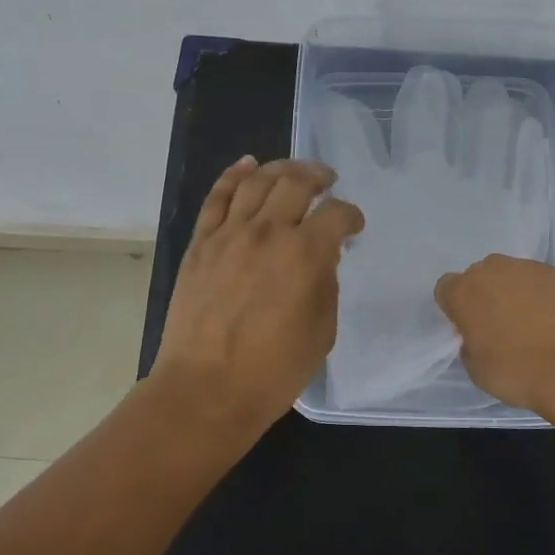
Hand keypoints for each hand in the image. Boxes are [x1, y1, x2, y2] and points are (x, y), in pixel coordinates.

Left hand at [152, 156, 364, 445]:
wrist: (206, 390)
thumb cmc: (273, 370)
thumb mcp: (322, 331)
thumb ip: (326, 284)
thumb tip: (321, 258)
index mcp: (305, 254)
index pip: (336, 214)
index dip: (351, 215)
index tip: (354, 226)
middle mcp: (268, 232)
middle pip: (296, 183)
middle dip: (318, 176)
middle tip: (327, 180)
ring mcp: (229, 234)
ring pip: (256, 181)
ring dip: (280, 168)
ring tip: (294, 171)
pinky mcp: (200, 244)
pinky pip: (217, 197)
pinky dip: (234, 175)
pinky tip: (248, 164)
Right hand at [434, 255, 554, 425]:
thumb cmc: (519, 373)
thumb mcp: (477, 370)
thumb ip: (470, 344)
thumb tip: (478, 335)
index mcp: (464, 292)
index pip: (446, 288)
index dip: (455, 308)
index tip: (468, 329)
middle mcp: (493, 270)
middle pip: (480, 276)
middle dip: (486, 296)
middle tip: (500, 326)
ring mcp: (530, 268)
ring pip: (513, 276)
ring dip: (516, 294)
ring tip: (533, 325)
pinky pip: (543, 282)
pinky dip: (545, 297)